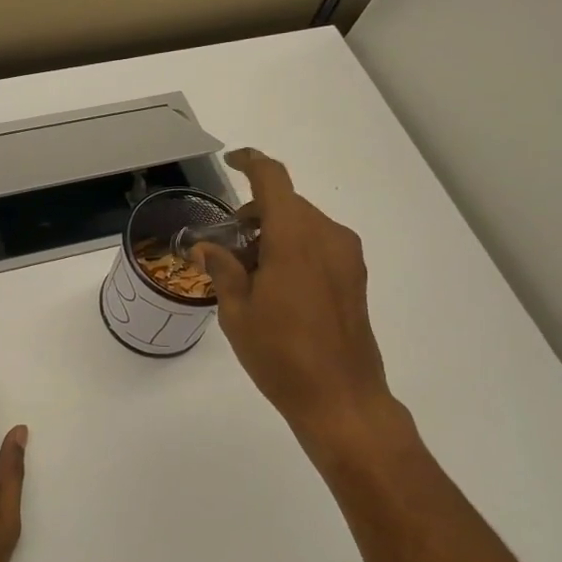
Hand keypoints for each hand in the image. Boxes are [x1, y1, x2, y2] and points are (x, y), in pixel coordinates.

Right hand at [196, 149, 402, 454]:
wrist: (342, 399)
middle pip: (287, 205)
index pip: (273, 180)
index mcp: (296, 238)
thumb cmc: (281, 355)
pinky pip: (319, 245)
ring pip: (304, 225)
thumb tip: (206, 248)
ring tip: (248, 275)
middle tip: (226, 248)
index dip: (251, 163)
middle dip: (254, 215)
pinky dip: (294, 249)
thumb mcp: (237, 312)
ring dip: (274, 234)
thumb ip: (222, 269)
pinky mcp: (355, 278)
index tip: (231, 162)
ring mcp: (347, 257)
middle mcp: (328, 236)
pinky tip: (275, 287)